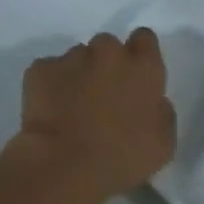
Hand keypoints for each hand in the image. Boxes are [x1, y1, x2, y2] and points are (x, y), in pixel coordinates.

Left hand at [11, 27, 175, 203]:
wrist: (65, 165)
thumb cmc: (123, 157)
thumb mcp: (163, 143)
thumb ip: (161, 112)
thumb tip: (153, 102)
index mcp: (143, 67)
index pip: (145, 39)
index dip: (139, 54)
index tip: (135, 75)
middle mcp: (108, 52)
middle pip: (108, 46)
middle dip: (106, 64)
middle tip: (102, 96)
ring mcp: (71, 58)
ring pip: (77, 58)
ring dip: (78, 75)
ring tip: (72, 107)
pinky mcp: (39, 70)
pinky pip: (48, 71)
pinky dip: (49, 85)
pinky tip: (50, 111)